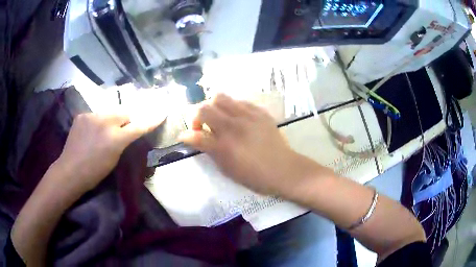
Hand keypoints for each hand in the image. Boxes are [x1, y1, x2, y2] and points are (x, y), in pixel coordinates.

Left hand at [55, 113, 162, 191]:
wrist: (70, 171)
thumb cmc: (94, 172)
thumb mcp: (114, 159)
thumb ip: (123, 142)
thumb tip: (129, 131)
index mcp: (115, 139)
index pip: (138, 126)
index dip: (151, 120)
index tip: (162, 112)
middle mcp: (104, 122)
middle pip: (124, 112)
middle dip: (127, 119)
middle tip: (123, 128)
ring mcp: (91, 116)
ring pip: (109, 112)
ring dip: (111, 120)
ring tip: (104, 131)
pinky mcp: (82, 115)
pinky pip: (96, 115)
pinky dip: (97, 122)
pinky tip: (92, 132)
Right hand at [180, 94, 309, 195]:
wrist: (285, 170)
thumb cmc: (255, 176)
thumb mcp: (228, 169)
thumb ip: (209, 150)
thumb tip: (191, 138)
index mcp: (224, 146)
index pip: (196, 133)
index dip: (186, 134)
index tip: (186, 137)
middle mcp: (234, 126)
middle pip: (204, 107)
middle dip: (197, 116)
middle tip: (202, 126)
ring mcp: (248, 116)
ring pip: (220, 97)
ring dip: (213, 107)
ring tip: (218, 118)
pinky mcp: (260, 112)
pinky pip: (239, 101)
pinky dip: (231, 107)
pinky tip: (236, 118)